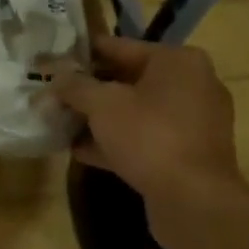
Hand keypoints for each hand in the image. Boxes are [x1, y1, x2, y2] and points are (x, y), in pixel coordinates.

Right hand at [53, 37, 242, 210]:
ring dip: (100, 118)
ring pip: (136, 112)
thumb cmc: (149, 137)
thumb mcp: (102, 104)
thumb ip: (74, 86)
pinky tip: (81, 150)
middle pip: (128, 80)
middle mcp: (192, 85)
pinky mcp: (188, 154)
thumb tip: (55, 77)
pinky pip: (145, 138)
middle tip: (54, 94)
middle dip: (89, 90)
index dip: (82, 54)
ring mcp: (193, 122)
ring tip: (62, 122)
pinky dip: (117, 141)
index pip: (119, 46)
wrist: (194, 202)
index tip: (53, 60)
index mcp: (177, 61)